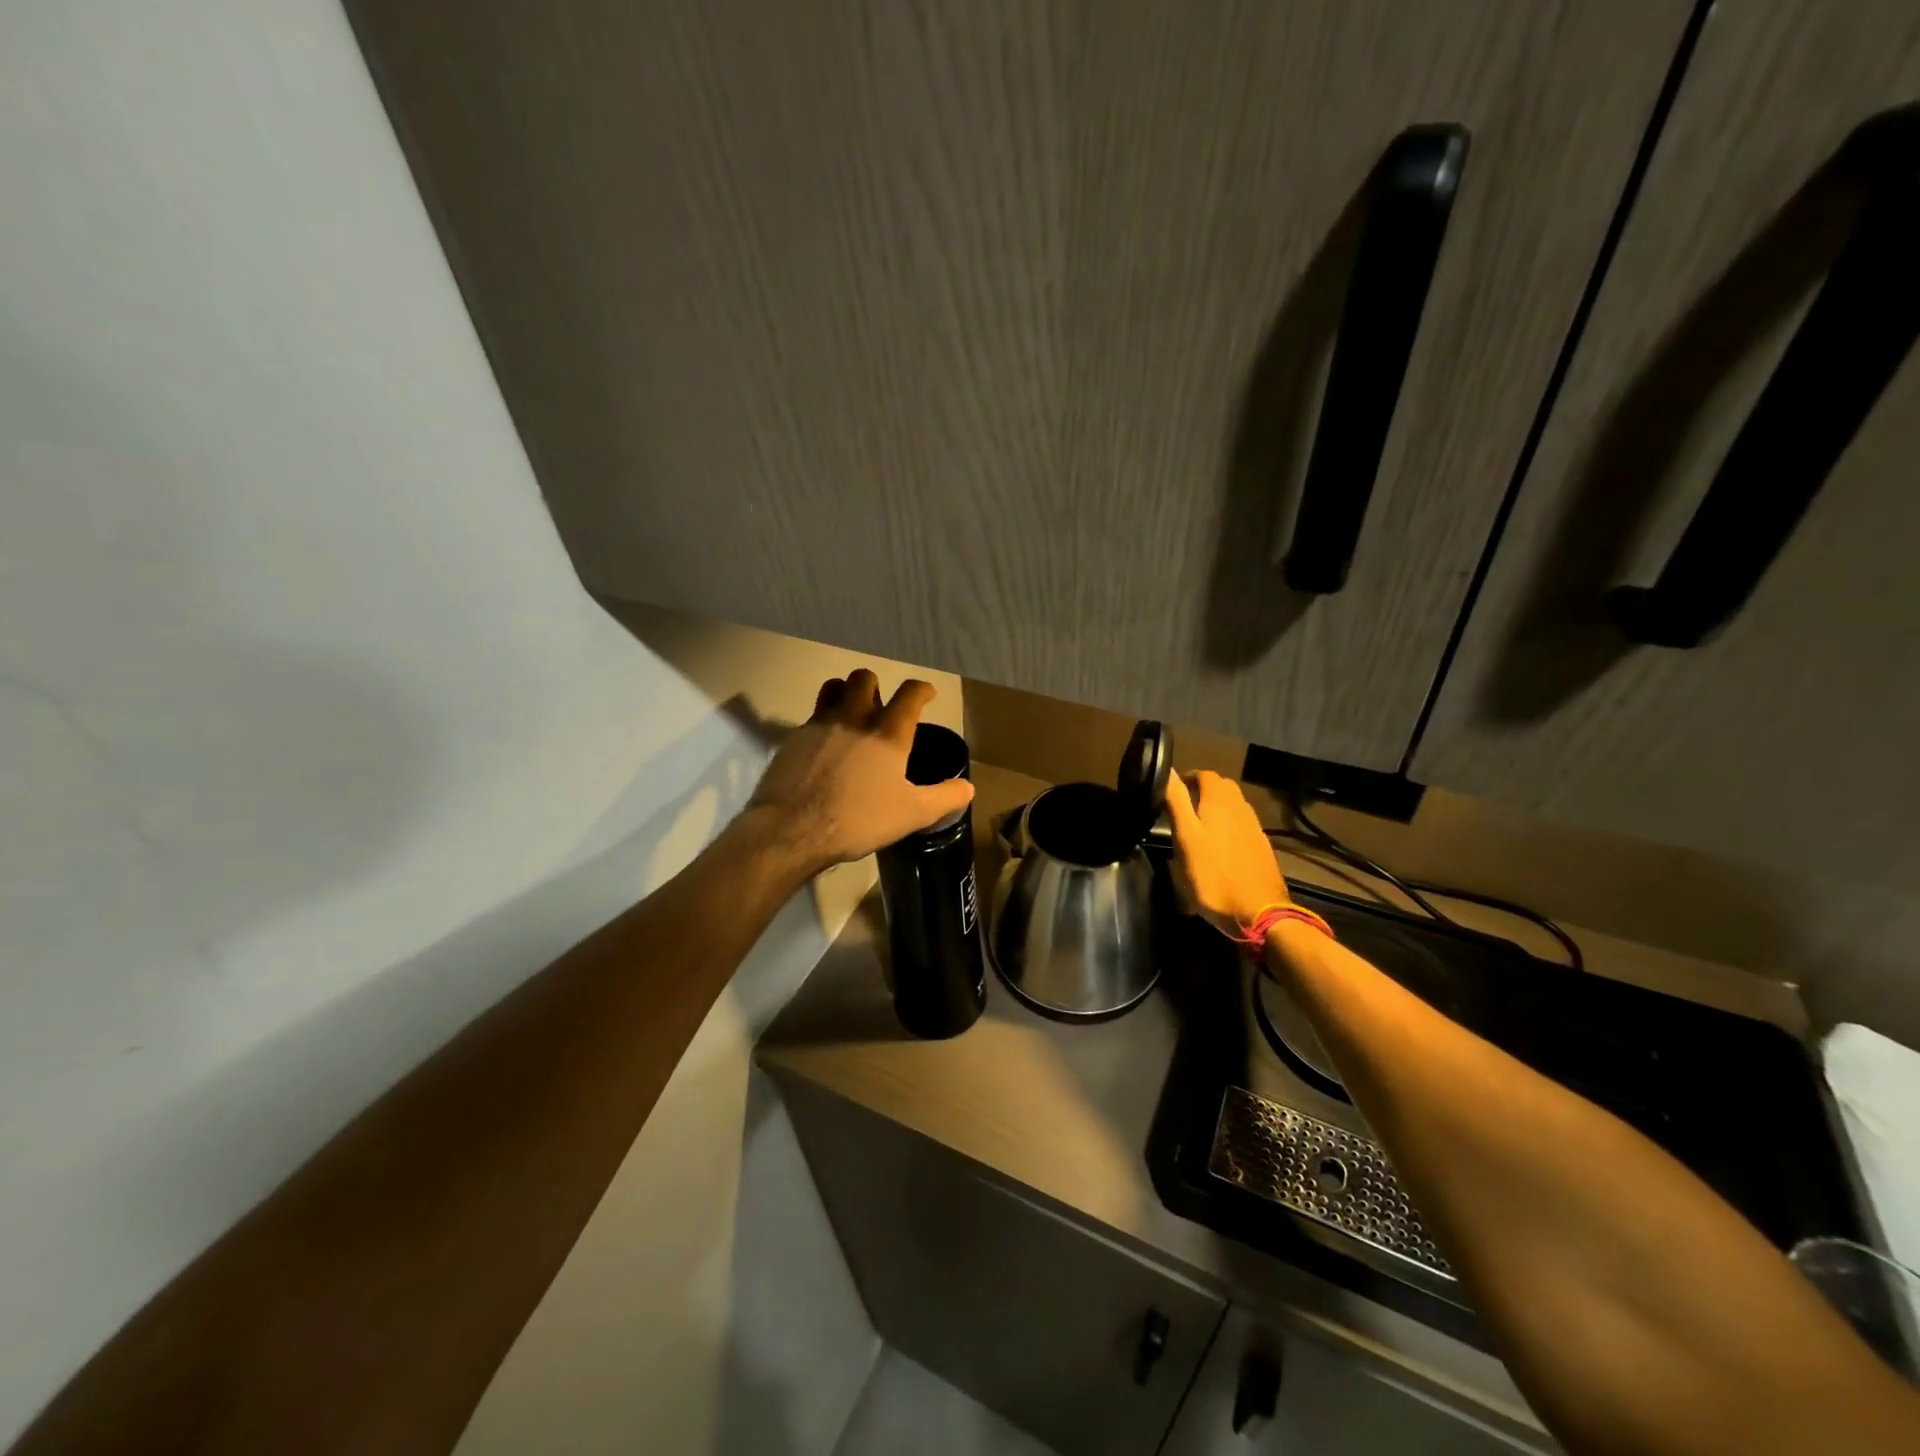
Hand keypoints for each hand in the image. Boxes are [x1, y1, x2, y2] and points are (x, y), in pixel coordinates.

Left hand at [747, 669, 973, 872]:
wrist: (791, 829)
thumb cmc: (858, 819)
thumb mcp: (912, 814)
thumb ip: (944, 798)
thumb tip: (968, 788)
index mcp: (888, 732)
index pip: (910, 693)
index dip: (922, 690)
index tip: (927, 694)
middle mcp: (854, 717)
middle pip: (864, 678)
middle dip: (876, 685)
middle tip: (882, 706)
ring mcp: (819, 724)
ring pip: (833, 687)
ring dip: (845, 693)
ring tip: (852, 714)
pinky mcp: (793, 738)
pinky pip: (812, 716)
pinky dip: (824, 722)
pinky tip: (826, 747)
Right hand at [1165, 770, 1290, 932]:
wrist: (1259, 913)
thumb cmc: (1213, 876)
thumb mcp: (1186, 838)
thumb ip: (1176, 802)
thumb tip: (1165, 769)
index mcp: (1220, 802)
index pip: (1204, 774)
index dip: (1186, 778)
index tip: (1170, 792)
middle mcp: (1240, 807)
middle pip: (1222, 787)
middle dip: (1202, 790)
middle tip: (1182, 807)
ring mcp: (1254, 827)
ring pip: (1233, 805)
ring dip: (1216, 806)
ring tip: (1199, 825)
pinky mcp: (1261, 846)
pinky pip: (1242, 823)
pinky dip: (1228, 824)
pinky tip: (1220, 844)